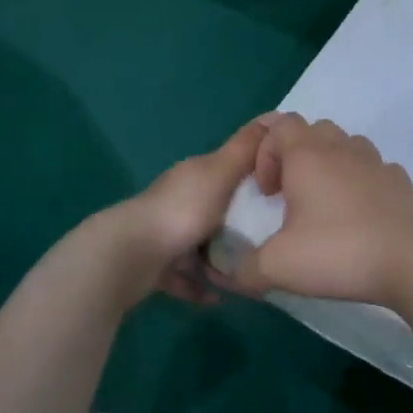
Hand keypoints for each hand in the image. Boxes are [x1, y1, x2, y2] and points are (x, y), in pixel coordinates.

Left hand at [114, 117, 270, 302]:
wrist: (130, 255)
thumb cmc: (182, 211)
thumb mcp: (221, 172)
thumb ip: (246, 148)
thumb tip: (276, 116)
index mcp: (194, 175)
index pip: (228, 167)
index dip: (254, 173)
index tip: (282, 189)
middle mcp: (177, 199)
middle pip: (215, 207)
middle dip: (239, 221)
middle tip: (270, 237)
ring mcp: (163, 233)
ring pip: (199, 244)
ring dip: (220, 258)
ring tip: (247, 271)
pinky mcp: (154, 265)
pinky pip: (184, 275)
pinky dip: (200, 285)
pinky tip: (218, 296)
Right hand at [226, 115, 412, 310]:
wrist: (412, 261)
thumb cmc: (338, 252)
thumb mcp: (277, 267)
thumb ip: (243, 269)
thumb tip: (224, 275)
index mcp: (308, 156)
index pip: (279, 124)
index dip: (264, 151)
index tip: (266, 192)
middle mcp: (342, 149)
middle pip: (313, 129)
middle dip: (295, 154)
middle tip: (289, 193)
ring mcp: (376, 163)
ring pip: (346, 144)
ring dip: (329, 164)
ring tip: (323, 202)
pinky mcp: (401, 183)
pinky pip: (374, 169)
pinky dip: (360, 182)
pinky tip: (359, 215)